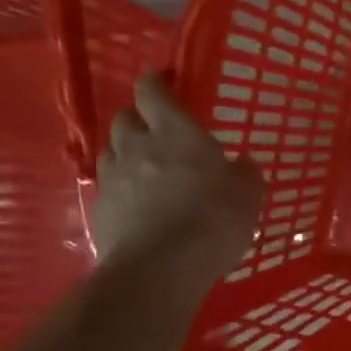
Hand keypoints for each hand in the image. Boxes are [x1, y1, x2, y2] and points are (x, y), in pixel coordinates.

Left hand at [91, 73, 263, 277]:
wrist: (160, 268)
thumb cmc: (213, 220)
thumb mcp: (249, 193)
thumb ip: (244, 172)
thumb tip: (240, 163)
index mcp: (175, 132)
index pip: (153, 90)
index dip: (158, 82)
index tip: (167, 82)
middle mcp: (137, 146)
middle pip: (126, 117)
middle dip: (140, 118)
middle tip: (159, 130)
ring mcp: (114, 178)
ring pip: (112, 149)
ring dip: (127, 151)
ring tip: (146, 166)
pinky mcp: (100, 209)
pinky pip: (109, 185)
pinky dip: (122, 186)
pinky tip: (139, 202)